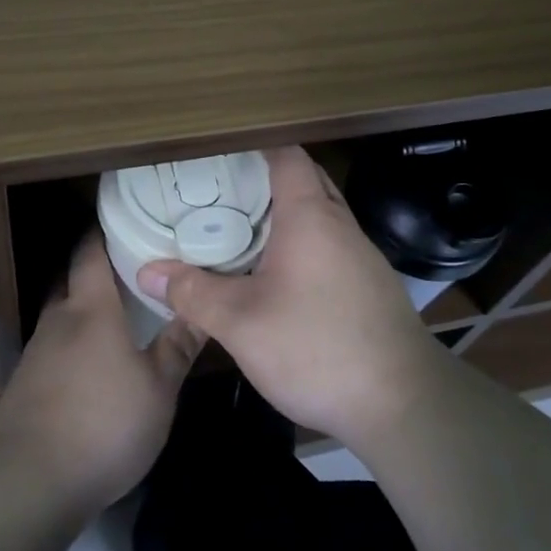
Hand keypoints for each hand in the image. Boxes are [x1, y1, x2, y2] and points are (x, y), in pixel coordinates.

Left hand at [0, 233, 203, 519]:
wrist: (30, 482)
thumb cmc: (105, 424)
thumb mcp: (158, 389)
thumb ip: (178, 345)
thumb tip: (202, 307)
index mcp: (91, 309)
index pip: (90, 252)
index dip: (103, 233)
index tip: (125, 222)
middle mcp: (58, 320)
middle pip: (72, 280)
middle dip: (96, 272)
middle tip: (131, 273)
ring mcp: (35, 353)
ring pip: (61, 316)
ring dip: (83, 312)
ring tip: (115, 321)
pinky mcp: (23, 385)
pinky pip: (51, 349)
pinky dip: (70, 346)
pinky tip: (89, 369)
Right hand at [135, 146, 446, 448]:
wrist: (403, 404)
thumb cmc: (317, 348)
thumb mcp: (241, 324)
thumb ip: (193, 294)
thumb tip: (147, 272)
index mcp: (311, 217)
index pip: (286, 155)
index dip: (254, 146)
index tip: (218, 151)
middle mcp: (341, 225)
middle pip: (305, 180)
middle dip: (265, 178)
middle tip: (220, 190)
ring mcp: (361, 256)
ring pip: (320, 215)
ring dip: (285, 214)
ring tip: (240, 228)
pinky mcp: (370, 286)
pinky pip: (330, 245)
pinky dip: (302, 243)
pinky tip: (277, 275)